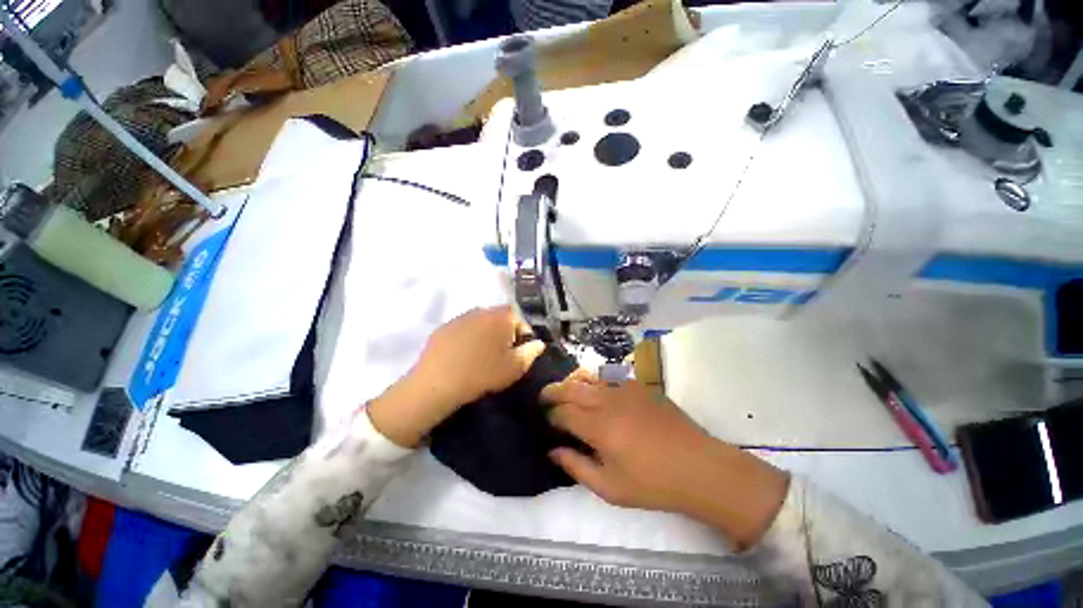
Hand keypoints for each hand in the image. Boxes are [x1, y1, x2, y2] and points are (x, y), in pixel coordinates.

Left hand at [368, 306, 544, 447]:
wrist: (438, 383)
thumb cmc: (483, 373)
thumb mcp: (515, 367)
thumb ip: (531, 351)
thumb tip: (539, 343)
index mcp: (501, 316)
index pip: (519, 318)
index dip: (522, 334)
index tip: (519, 351)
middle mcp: (481, 310)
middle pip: (499, 318)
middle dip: (504, 333)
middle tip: (502, 354)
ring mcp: (459, 317)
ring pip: (480, 323)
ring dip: (485, 335)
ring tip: (482, 356)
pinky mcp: (443, 328)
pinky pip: (462, 330)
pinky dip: (467, 339)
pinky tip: (463, 357)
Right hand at [542, 376, 788, 548]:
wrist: (699, 467)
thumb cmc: (653, 484)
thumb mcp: (610, 488)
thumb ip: (576, 467)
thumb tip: (553, 451)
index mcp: (599, 427)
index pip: (563, 412)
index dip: (551, 415)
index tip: (545, 419)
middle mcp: (608, 401)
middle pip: (571, 387)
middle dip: (553, 391)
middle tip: (544, 397)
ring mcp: (625, 389)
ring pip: (589, 376)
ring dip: (572, 381)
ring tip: (565, 389)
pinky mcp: (639, 385)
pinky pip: (609, 376)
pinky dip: (594, 379)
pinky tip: (594, 388)